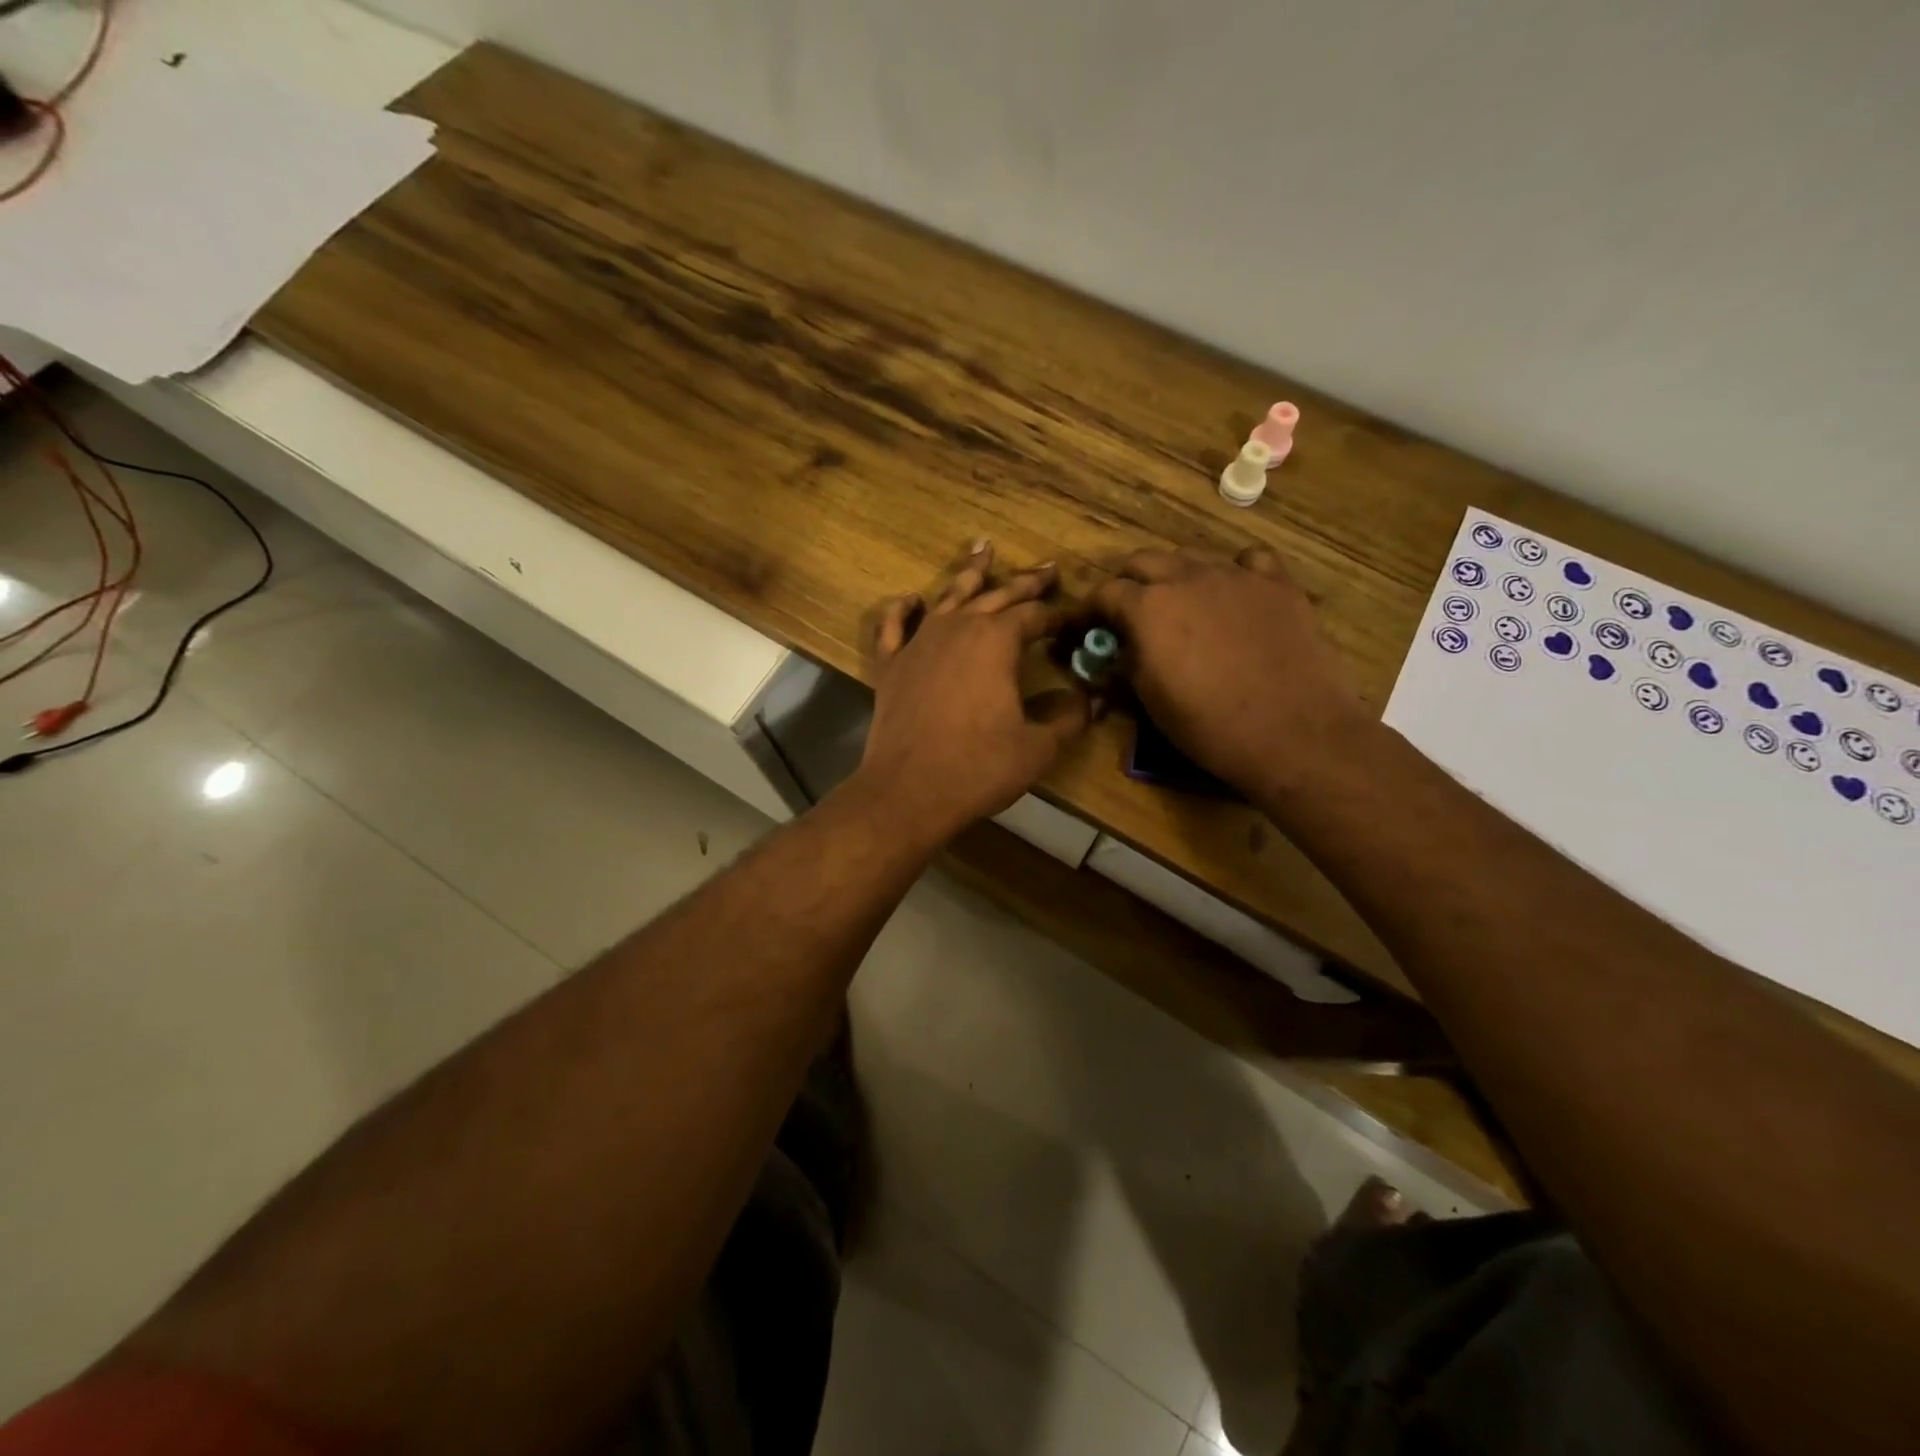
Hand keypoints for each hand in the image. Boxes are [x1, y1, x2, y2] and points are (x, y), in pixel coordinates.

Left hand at [854, 542, 1088, 846]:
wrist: (908, 791)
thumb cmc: (978, 767)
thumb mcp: (1037, 747)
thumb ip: (1069, 717)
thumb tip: (1092, 698)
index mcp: (996, 641)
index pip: (1034, 615)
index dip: (1058, 614)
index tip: (1075, 615)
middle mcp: (957, 629)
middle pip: (996, 596)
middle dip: (1025, 582)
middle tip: (1046, 568)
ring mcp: (919, 644)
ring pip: (948, 598)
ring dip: (969, 575)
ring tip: (983, 549)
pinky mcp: (891, 666)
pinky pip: (895, 626)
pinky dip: (903, 610)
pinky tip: (911, 599)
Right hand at [1092, 546, 1369, 800]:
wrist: (1292, 731)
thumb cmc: (1209, 725)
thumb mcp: (1150, 701)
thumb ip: (1125, 666)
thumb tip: (1111, 656)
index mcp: (1148, 607)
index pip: (1105, 591)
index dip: (1091, 609)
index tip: (1089, 627)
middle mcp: (1187, 577)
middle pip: (1144, 561)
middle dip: (1129, 583)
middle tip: (1129, 613)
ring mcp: (1236, 575)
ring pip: (1192, 556)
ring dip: (1176, 575)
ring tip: (1180, 605)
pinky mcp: (1277, 583)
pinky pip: (1249, 560)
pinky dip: (1234, 571)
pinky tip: (1235, 594)